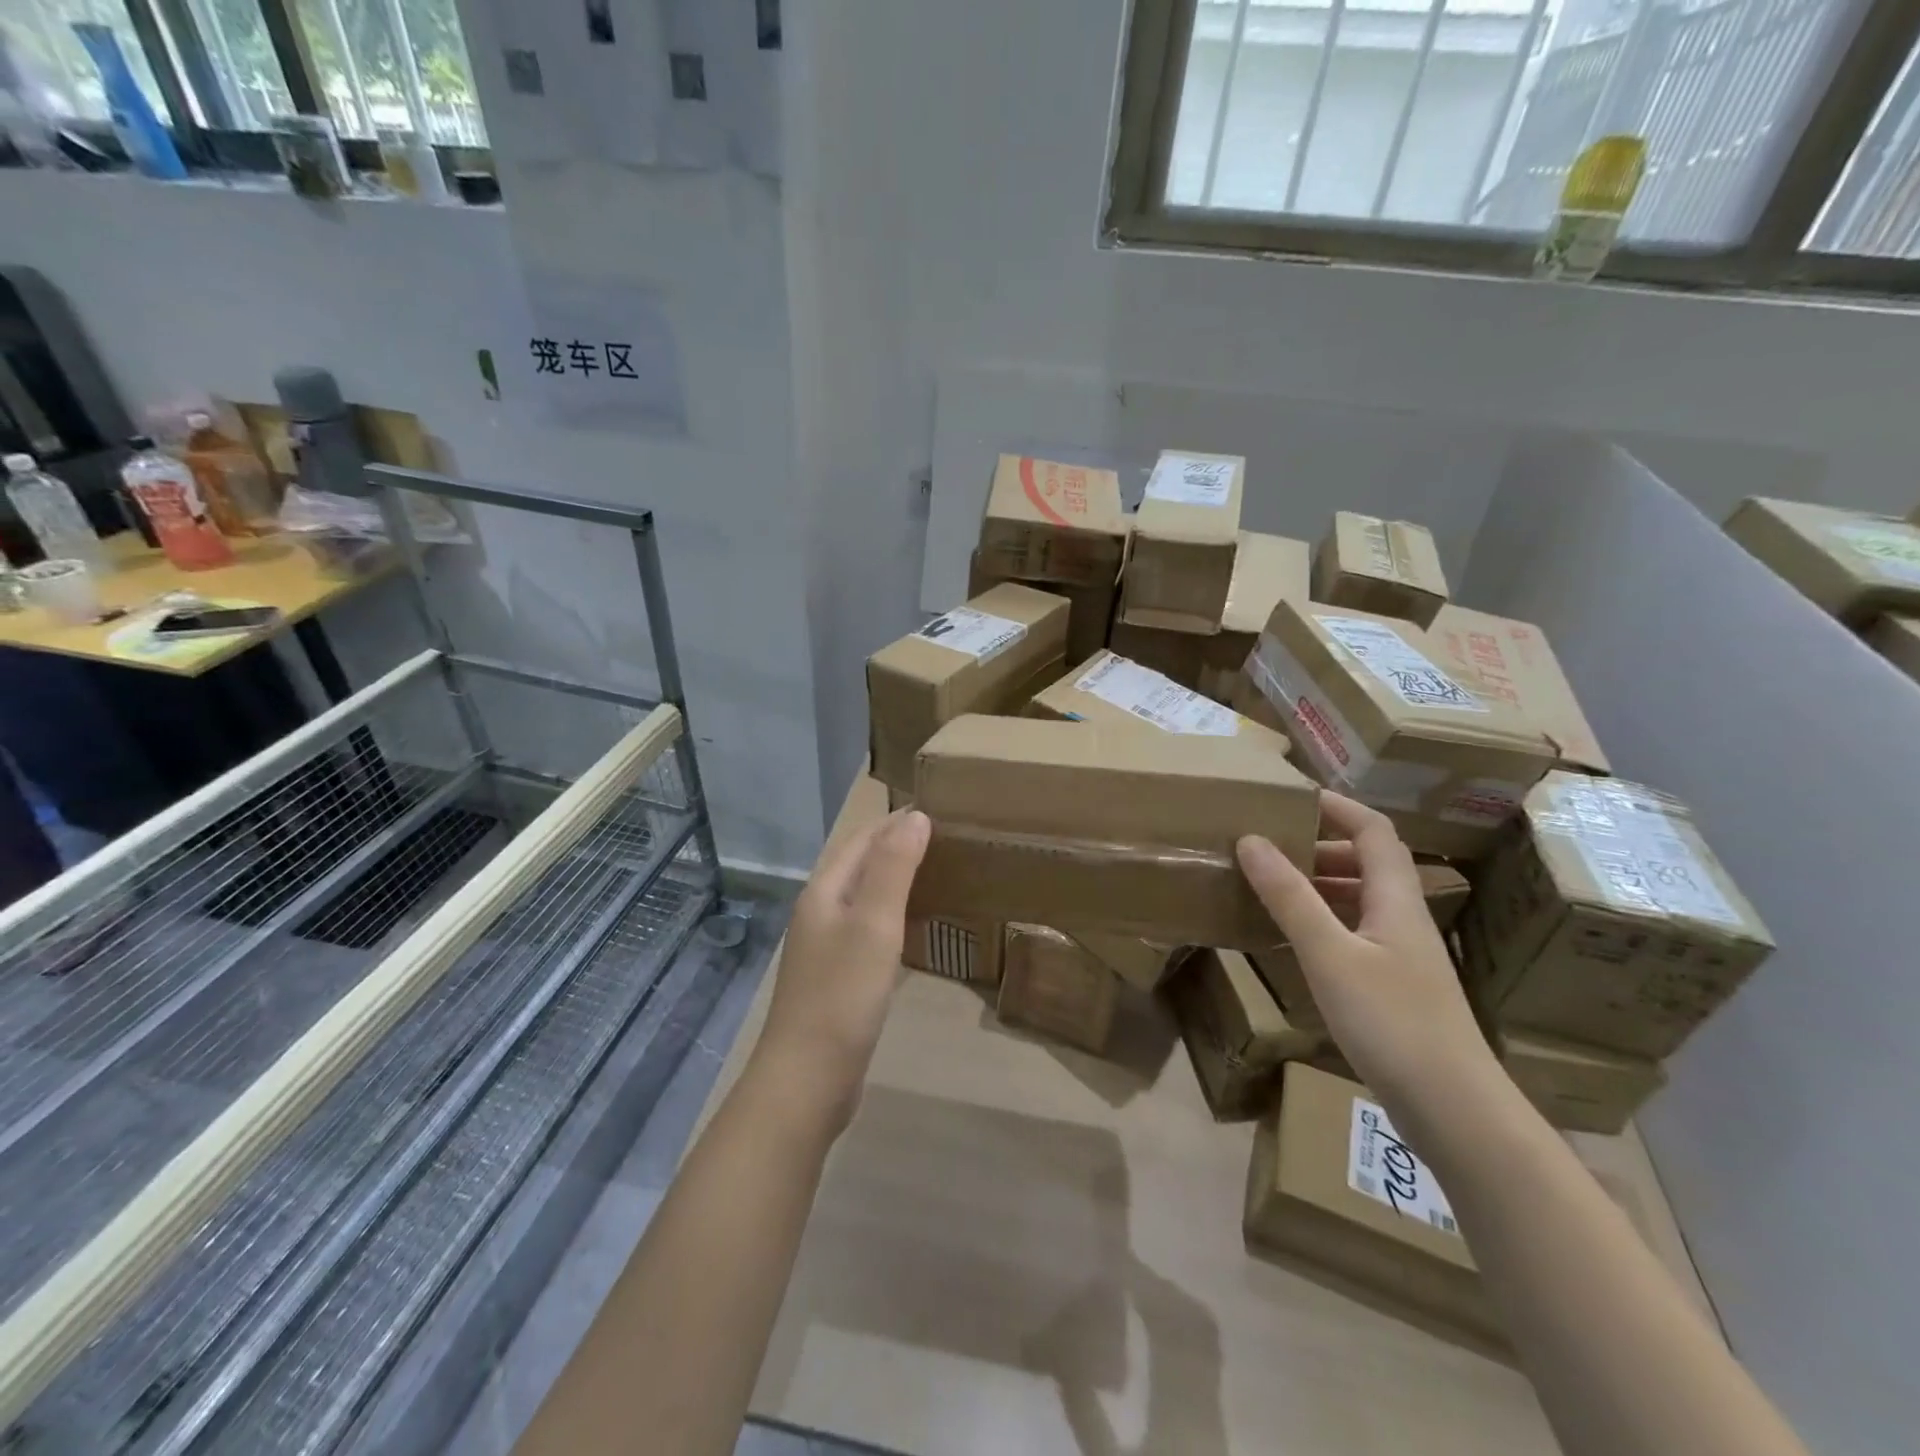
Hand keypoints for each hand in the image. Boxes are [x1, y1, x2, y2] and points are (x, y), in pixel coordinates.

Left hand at [754, 808, 930, 1131]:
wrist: (807, 1080)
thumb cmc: (842, 996)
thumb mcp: (873, 924)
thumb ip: (893, 868)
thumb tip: (914, 816)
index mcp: (824, 891)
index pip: (863, 839)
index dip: (896, 822)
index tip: (940, 811)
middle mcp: (820, 912)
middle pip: (860, 865)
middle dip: (897, 846)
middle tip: (947, 841)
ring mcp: (825, 947)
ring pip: (864, 898)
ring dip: (896, 881)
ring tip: (938, 876)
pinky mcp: (837, 978)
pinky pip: (868, 931)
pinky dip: (893, 917)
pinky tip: (915, 929)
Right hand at [1236, 793, 1498, 1111]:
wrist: (1454, 1110)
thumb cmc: (1392, 1022)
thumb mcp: (1329, 954)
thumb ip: (1290, 897)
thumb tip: (1250, 840)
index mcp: (1396, 899)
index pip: (1373, 831)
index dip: (1337, 807)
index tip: (1291, 797)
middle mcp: (1403, 918)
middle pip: (1368, 862)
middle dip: (1318, 845)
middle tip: (1268, 845)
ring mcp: (1402, 955)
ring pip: (1360, 899)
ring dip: (1318, 883)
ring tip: (1270, 885)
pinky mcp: (1395, 987)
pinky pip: (1353, 933)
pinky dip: (1321, 921)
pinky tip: (1292, 939)